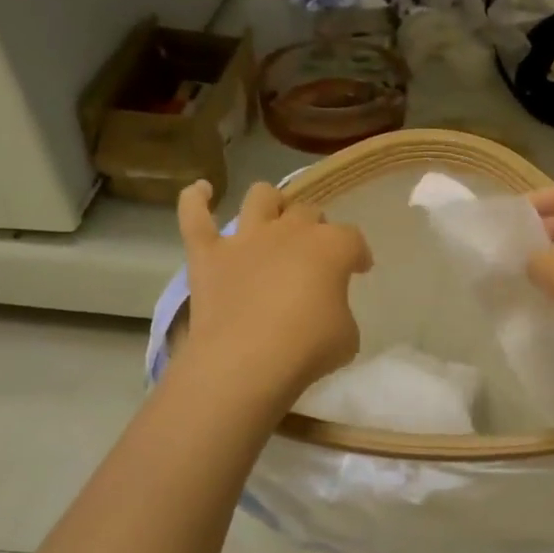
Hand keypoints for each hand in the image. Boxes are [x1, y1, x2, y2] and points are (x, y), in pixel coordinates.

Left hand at [176, 180, 371, 405]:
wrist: (246, 361)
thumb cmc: (307, 348)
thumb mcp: (347, 335)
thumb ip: (340, 311)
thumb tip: (326, 310)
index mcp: (330, 247)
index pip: (352, 239)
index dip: (358, 253)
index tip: (359, 269)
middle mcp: (289, 231)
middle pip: (308, 212)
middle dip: (316, 227)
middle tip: (315, 254)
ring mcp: (245, 239)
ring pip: (260, 197)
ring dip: (270, 202)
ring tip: (273, 217)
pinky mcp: (207, 254)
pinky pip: (194, 215)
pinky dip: (195, 199)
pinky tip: (201, 191)